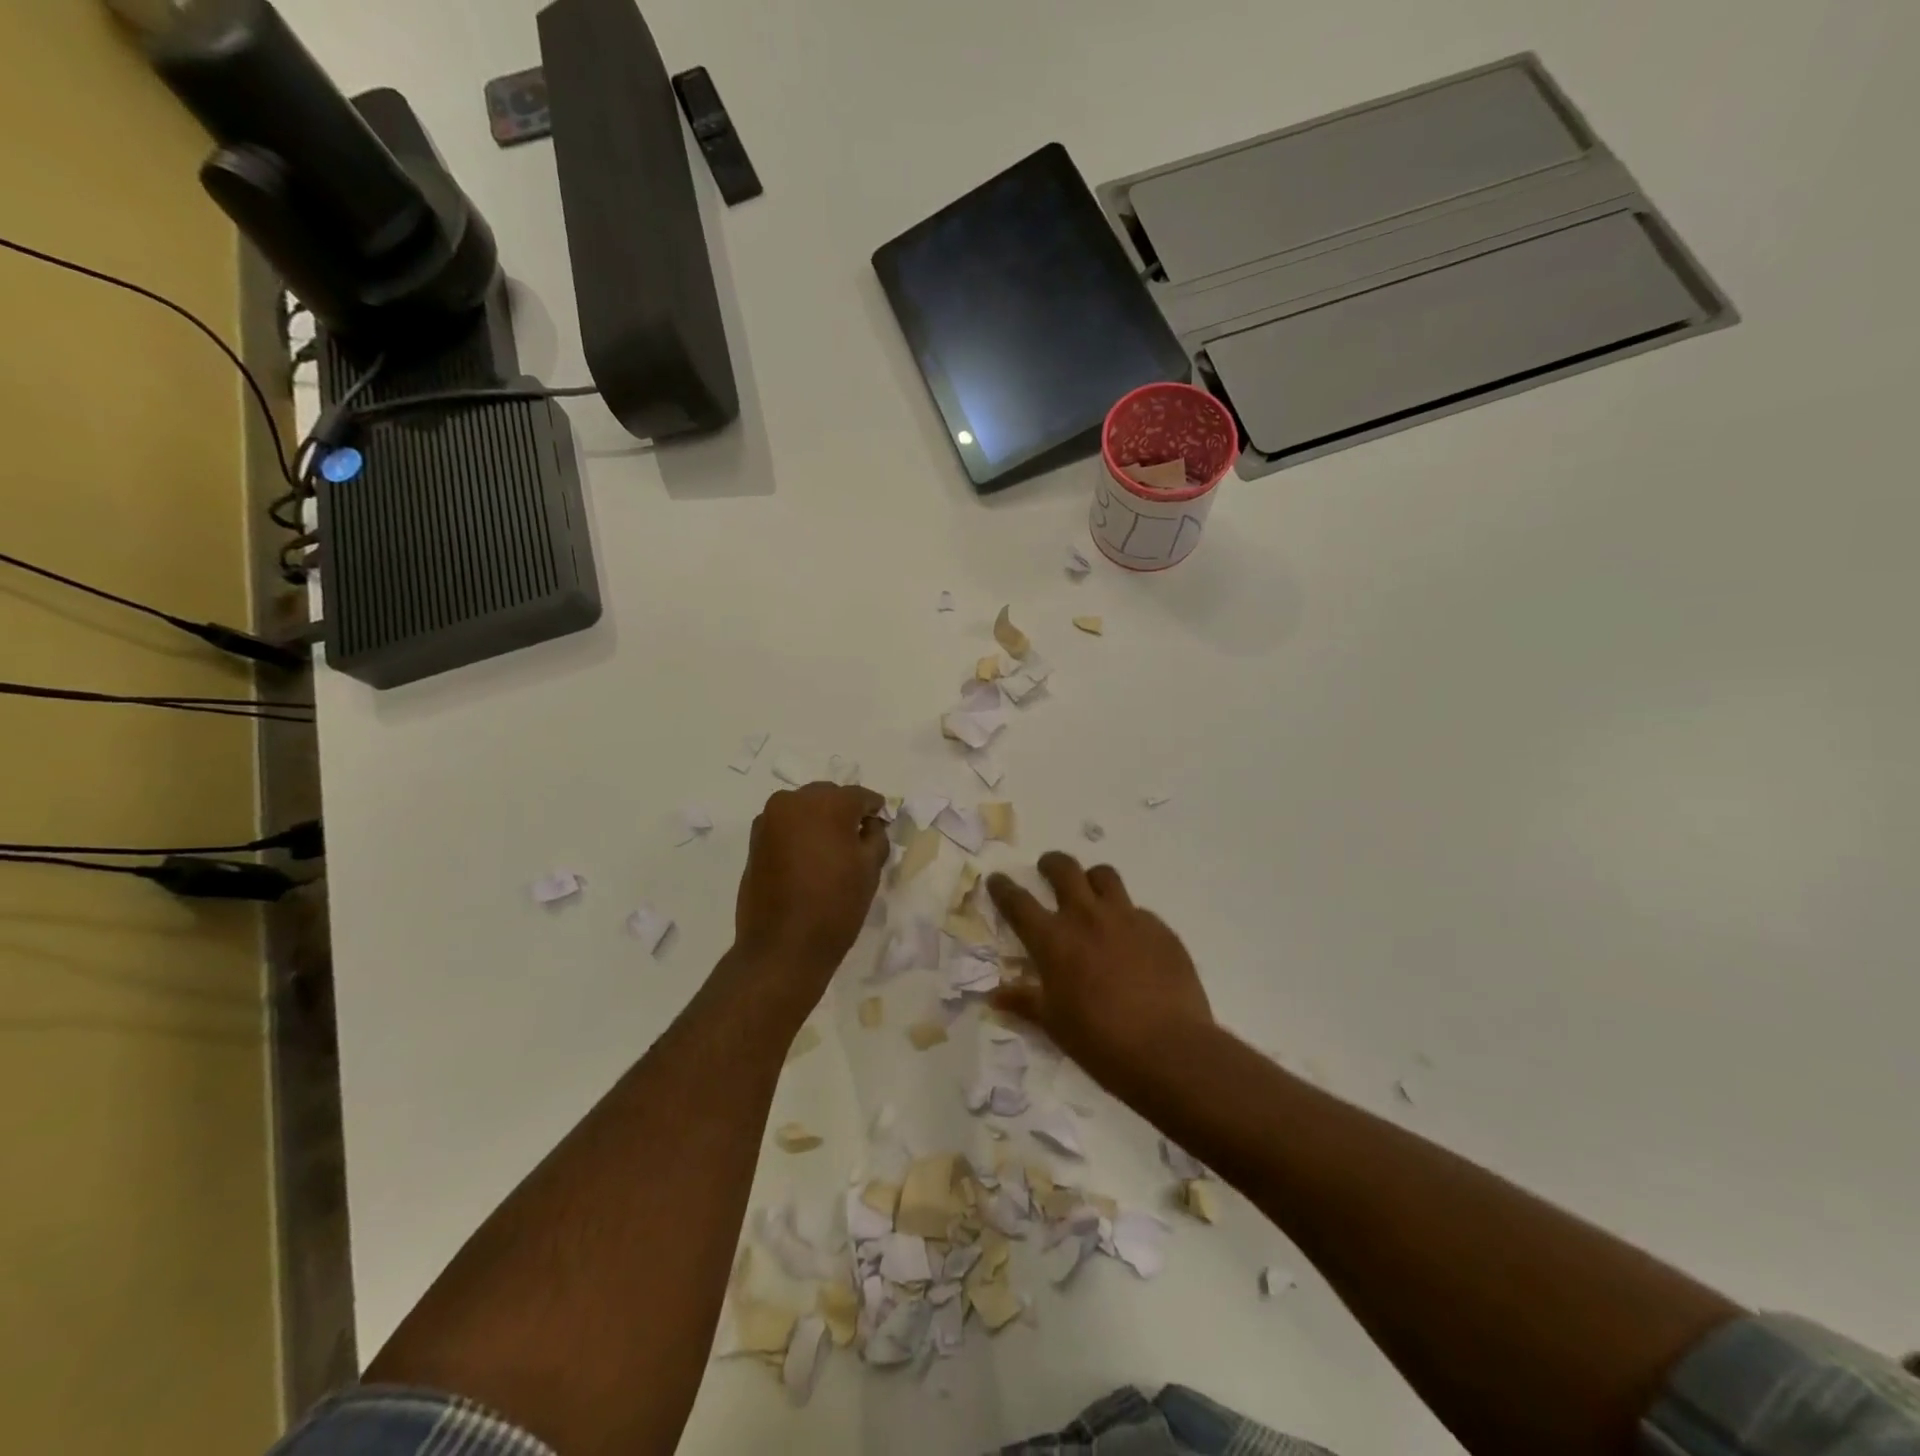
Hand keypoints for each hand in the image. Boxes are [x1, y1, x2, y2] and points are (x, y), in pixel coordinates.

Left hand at [733, 783, 888, 998]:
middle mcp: (794, 801)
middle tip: (857, 837)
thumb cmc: (835, 906)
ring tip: (831, 849)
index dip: (874, 809)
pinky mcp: (755, 840)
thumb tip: (869, 825)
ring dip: (819, 820)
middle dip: (844, 811)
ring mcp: (769, 819)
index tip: (881, 822)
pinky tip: (809, 857)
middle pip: (828, 796)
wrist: (782, 947)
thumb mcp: (870, 869)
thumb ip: (876, 836)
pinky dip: (799, 832)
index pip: (860, 796)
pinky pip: (785, 825)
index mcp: (828, 803)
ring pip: (804, 808)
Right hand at [987, 852, 1212, 1092]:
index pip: (1018, 902)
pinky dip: (1126, 916)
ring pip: (1104, 876)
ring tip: (1090, 892)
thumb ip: (1024, 1001)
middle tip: (1047, 870)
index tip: (997, 880)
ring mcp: (1127, 918)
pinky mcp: (1159, 928)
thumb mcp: (1054, 1023)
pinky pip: (1137, 909)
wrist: (1169, 1049)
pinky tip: (1130, 940)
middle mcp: (1087, 917)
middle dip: (1051, 864)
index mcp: (1054, 940)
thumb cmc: (1100, 1041)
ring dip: (1091, 879)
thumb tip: (994, 996)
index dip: (1003, 888)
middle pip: (1064, 869)